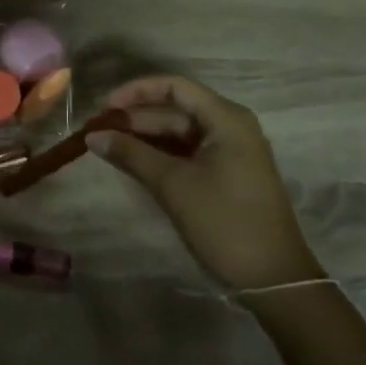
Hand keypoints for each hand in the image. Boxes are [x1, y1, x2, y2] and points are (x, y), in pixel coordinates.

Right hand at [87, 76, 322, 291]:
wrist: (272, 277)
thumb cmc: (223, 221)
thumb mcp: (173, 185)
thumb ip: (131, 154)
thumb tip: (92, 136)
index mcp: (226, 118)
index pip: (174, 87)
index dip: (135, 91)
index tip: (103, 107)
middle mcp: (231, 126)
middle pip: (176, 109)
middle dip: (136, 117)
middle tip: (98, 131)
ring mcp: (231, 151)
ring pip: (180, 132)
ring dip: (145, 137)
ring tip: (108, 145)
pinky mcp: (227, 174)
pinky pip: (188, 152)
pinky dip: (161, 154)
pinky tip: (133, 162)